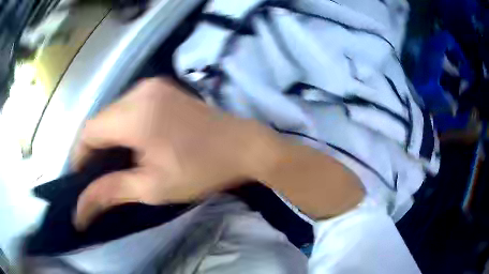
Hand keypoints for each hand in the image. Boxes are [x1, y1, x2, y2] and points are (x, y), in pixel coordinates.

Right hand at [72, 78, 277, 228]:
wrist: (245, 146)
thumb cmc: (201, 170)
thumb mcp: (152, 187)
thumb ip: (110, 192)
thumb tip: (80, 210)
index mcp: (135, 113)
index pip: (89, 131)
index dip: (80, 156)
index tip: (81, 179)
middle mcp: (140, 91)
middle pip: (100, 120)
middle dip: (93, 148)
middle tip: (96, 176)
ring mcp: (153, 86)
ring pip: (114, 113)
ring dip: (108, 137)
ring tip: (111, 164)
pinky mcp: (163, 89)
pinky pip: (130, 107)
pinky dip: (123, 126)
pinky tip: (130, 145)